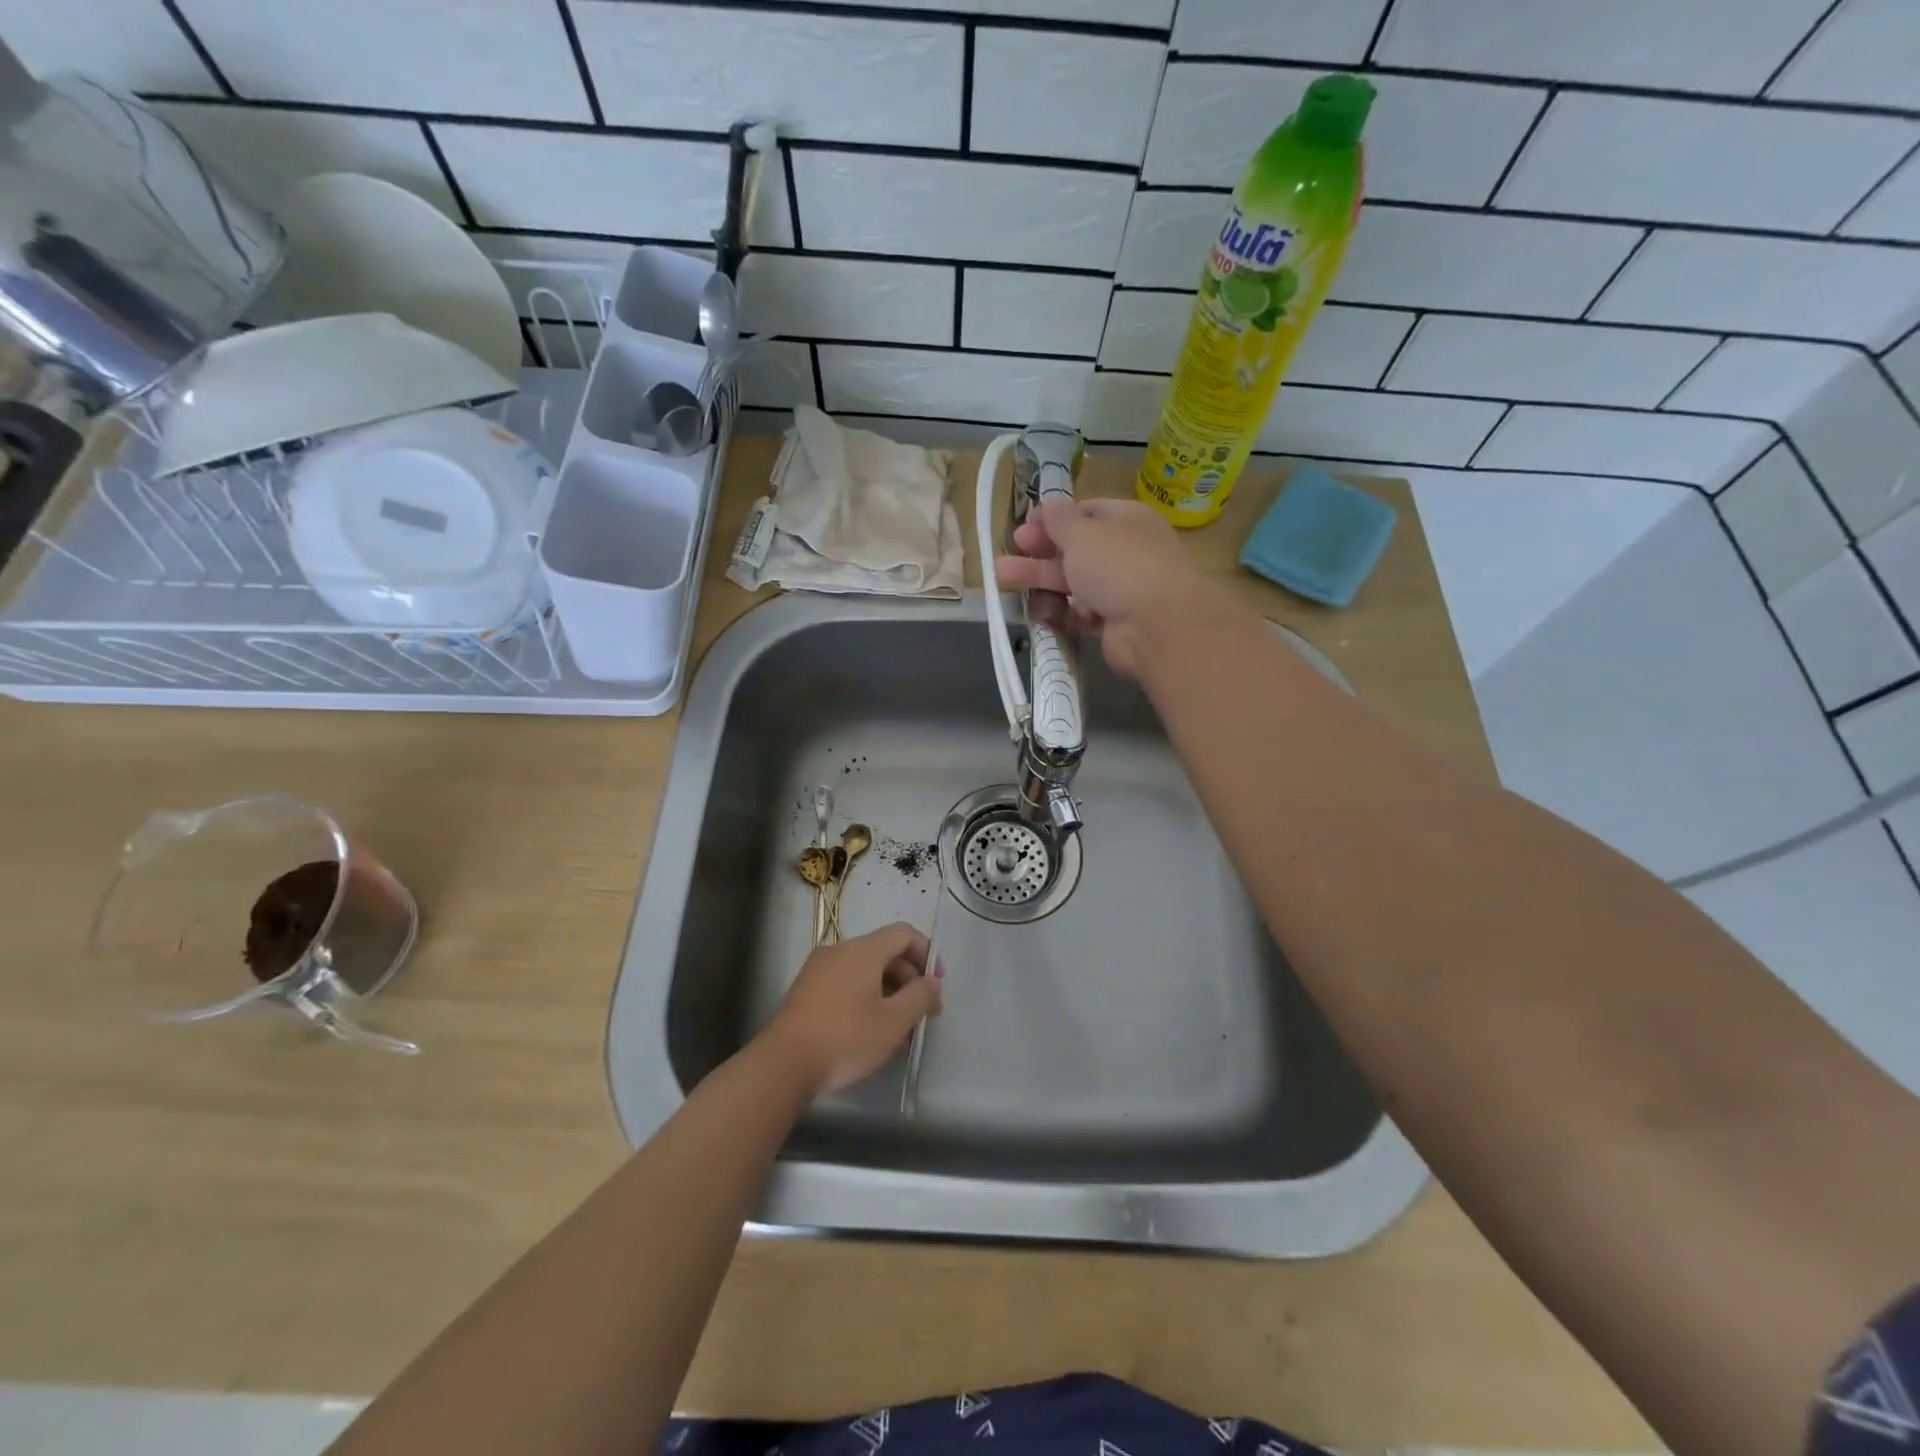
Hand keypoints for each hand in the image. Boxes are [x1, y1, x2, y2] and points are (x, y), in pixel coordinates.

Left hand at [764, 922, 941, 1095]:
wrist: (783, 1065)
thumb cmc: (846, 1038)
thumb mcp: (894, 1022)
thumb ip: (920, 997)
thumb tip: (931, 982)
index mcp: (863, 950)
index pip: (904, 934)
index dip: (927, 953)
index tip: (936, 985)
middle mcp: (839, 950)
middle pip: (884, 952)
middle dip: (909, 979)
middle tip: (922, 1014)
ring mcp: (818, 969)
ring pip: (865, 971)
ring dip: (888, 992)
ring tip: (899, 1029)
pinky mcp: (806, 990)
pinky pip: (846, 983)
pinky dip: (865, 998)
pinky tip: (870, 1032)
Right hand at [995, 497, 1205, 677]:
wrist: (1156, 628)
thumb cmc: (1119, 567)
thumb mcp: (1083, 534)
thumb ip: (1060, 520)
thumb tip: (1049, 502)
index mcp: (1127, 520)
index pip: (1087, 513)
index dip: (1054, 519)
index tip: (1025, 525)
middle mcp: (1126, 553)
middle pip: (1075, 550)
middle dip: (1039, 552)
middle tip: (1009, 553)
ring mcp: (1121, 590)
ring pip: (1073, 583)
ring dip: (1040, 581)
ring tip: (1002, 580)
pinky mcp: (1113, 623)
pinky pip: (1080, 614)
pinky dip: (1060, 612)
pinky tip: (1037, 612)